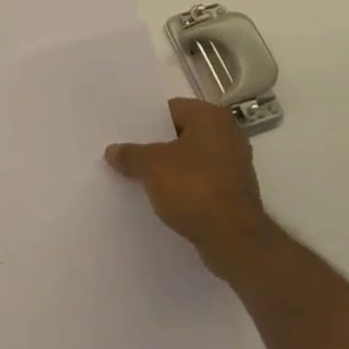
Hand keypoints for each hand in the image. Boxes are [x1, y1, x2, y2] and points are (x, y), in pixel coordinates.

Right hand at [105, 97, 276, 279]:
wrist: (234, 239)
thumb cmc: (193, 188)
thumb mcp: (151, 167)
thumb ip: (130, 155)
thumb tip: (112, 151)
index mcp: (211, 117)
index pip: (171, 109)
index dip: (147, 122)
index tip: (127, 135)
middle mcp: (228, 134)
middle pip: (183, 134)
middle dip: (159, 146)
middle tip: (131, 155)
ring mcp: (236, 165)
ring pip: (193, 160)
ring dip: (172, 169)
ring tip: (143, 179)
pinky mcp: (236, 193)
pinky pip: (203, 182)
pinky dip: (187, 188)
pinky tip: (166, 199)